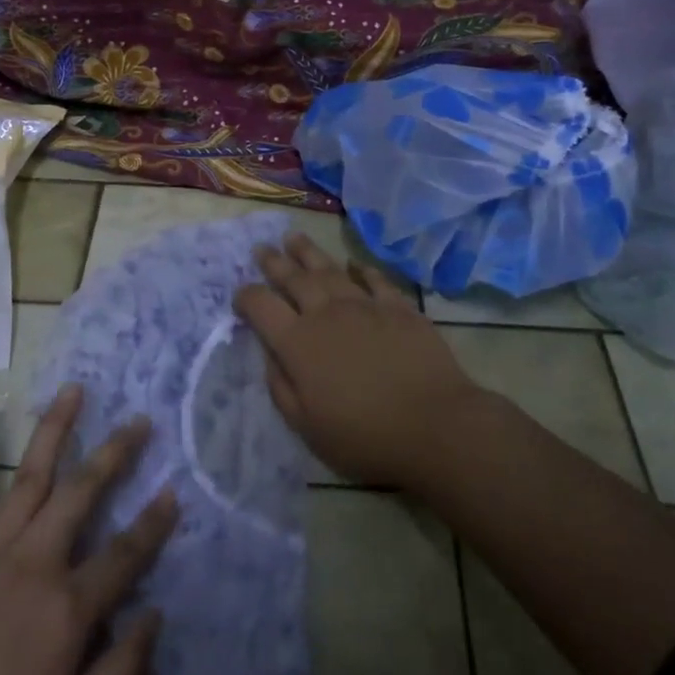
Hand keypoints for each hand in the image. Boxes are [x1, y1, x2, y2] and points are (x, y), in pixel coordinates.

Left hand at [0, 385, 177, 674]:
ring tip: (72, 390)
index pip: (125, 554)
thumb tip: (156, 617)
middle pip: (82, 495)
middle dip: (114, 454)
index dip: (153, 523)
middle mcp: (32, 566)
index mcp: (66, 609)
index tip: (174, 490)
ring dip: (53, 432)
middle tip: (139, 420)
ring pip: (28, 480)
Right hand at [234, 233, 485, 488]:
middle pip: (294, 279)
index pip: (261, 307)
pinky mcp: (399, 308)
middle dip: (274, 263)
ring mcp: (365, 306)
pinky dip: (362, 270)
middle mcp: (327, 314)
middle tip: (262, 248)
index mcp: (298, 343)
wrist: (434, 425)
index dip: (246, 297)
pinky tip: (354, 264)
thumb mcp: (306, 426)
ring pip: (330, 270)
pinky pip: (375, 280)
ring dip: (309, 253)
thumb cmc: (364, 436)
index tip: (240, 296)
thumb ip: (281, 386)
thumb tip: (270, 354)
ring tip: (294, 238)